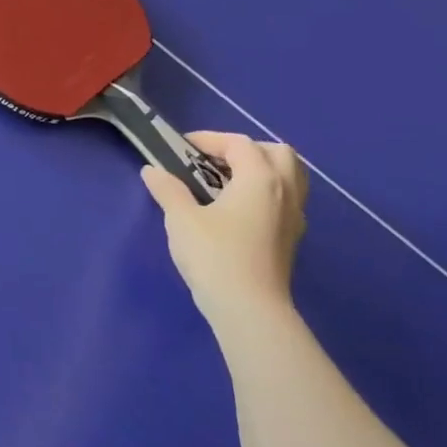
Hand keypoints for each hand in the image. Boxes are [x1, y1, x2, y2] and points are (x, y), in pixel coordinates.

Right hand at [142, 131, 308, 325]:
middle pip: (276, 153)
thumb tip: (153, 170)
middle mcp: (285, 191)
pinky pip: (287, 199)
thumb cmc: (214, 255)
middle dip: (245, 149)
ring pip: (289, 176)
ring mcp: (294, 216)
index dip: (210, 139)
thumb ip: (168, 190)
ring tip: (228, 181)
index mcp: (260, 179)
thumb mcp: (181, 219)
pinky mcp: (292, 237)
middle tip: (214, 160)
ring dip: (261, 169)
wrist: (249, 308)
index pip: (239, 144)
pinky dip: (267, 191)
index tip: (182, 147)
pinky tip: (241, 209)